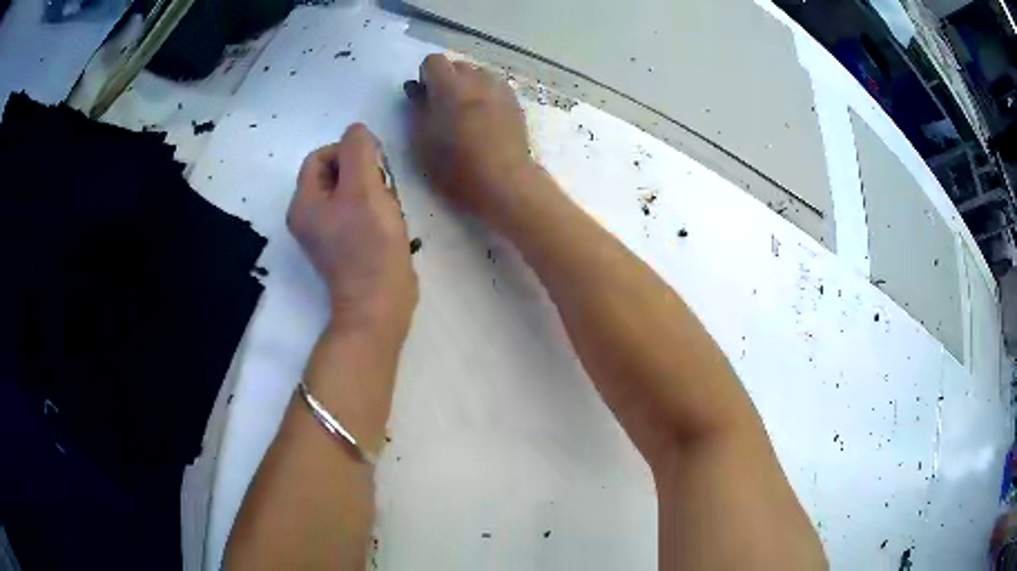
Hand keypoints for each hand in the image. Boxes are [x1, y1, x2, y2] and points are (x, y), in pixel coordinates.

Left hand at [288, 124, 417, 342]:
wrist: (379, 303)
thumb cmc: (369, 243)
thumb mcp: (363, 186)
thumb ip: (358, 149)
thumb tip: (357, 131)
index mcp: (304, 202)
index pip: (321, 156)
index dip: (349, 152)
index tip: (375, 168)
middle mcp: (308, 216)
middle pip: (334, 173)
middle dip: (363, 174)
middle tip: (383, 191)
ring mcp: (325, 234)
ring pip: (349, 193)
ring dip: (372, 192)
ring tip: (388, 210)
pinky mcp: (343, 247)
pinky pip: (356, 213)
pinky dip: (373, 210)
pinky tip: (389, 223)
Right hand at [406, 54, 537, 225]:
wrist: (504, 181)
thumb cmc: (456, 165)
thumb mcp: (422, 140)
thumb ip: (417, 108)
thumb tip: (417, 91)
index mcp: (450, 85)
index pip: (433, 61)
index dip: (426, 77)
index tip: (425, 98)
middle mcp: (477, 79)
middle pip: (458, 66)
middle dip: (448, 81)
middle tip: (444, 109)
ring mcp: (500, 89)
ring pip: (479, 76)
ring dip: (469, 87)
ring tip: (467, 114)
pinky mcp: (515, 103)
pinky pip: (495, 89)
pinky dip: (487, 97)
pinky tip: (486, 121)